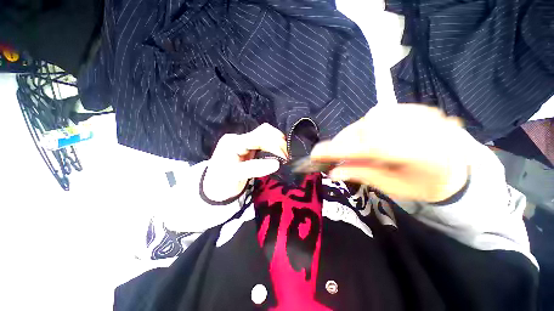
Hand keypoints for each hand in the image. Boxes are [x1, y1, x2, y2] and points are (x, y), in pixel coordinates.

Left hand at [203, 123, 287, 201]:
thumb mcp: (235, 176)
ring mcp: (244, 141)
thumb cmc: (221, 182)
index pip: (258, 137)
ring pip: (266, 134)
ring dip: (277, 143)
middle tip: (286, 157)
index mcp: (233, 142)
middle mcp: (239, 138)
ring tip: (283, 155)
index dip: (274, 145)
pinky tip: (278, 153)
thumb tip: (277, 164)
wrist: (214, 187)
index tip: (284, 158)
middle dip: (278, 142)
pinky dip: (274, 145)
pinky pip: (265, 141)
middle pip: (264, 131)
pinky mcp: (249, 146)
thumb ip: (255, 168)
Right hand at [310, 104, 469, 202]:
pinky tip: (369, 138)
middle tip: (334, 155)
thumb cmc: (425, 184)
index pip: (366, 148)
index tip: (315, 154)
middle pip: (363, 131)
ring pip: (366, 121)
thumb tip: (333, 171)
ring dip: (352, 136)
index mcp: (418, 153)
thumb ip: (362, 175)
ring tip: (353, 149)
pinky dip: (364, 128)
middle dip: (342, 143)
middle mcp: (416, 127)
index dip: (337, 150)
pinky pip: (376, 116)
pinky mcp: (411, 107)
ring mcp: (415, 113)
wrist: (459, 167)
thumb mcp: (393, 187)